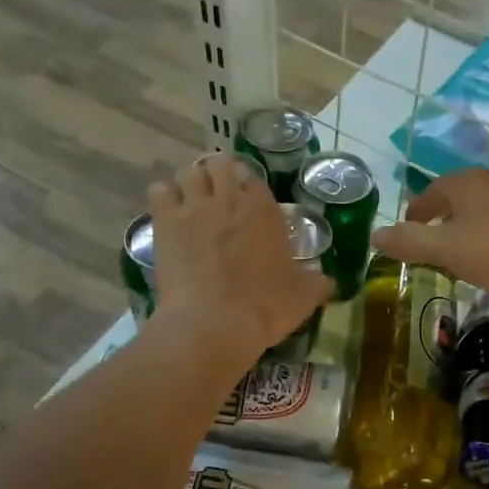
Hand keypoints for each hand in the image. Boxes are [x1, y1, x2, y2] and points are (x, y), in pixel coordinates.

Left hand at [147, 158, 331, 364]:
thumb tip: (329, 281)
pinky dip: (164, 196)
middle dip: (220, 175)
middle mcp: (228, 198)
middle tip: (219, 196)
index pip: (255, 178)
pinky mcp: (165, 223)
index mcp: (263, 210)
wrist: (213, 323)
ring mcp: (193, 207)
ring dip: (192, 182)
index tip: (249, 202)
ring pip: (189, 172)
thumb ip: (318, 283)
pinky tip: (168, 213)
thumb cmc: (264, 308)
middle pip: (220, 164)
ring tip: (193, 201)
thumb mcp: (303, 297)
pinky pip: (159, 191)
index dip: (250, 186)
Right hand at [372, 168, 488, 293]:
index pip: (428, 195)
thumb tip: (375, 235)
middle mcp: (488, 183)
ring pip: (480, 213)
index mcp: (462, 184)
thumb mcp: (446, 249)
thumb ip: (410, 243)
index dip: (414, 213)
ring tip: (459, 256)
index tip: (406, 231)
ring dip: (467, 232)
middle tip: (429, 245)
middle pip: (455, 201)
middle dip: (440, 221)